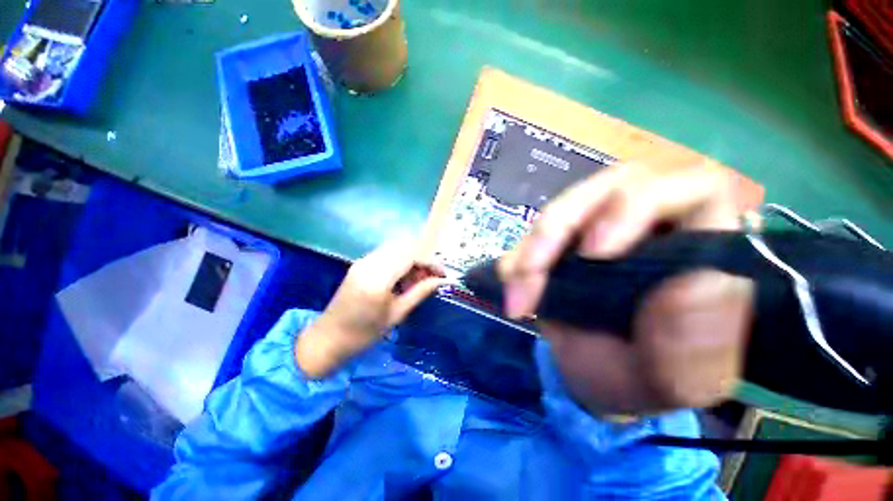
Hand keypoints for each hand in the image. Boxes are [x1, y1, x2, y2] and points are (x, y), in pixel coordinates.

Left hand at [295, 239, 445, 377]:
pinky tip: (403, 278)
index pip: (411, 256)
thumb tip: (440, 281)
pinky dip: (400, 262)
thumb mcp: (397, 314)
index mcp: (378, 278)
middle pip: (404, 247)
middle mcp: (369, 263)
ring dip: (411, 260)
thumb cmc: (364, 333)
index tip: (442, 274)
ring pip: (396, 249)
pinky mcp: (360, 264)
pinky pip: (386, 255)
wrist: (327, 339)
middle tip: (431, 277)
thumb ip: (420, 292)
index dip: (430, 262)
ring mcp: (362, 261)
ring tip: (419, 279)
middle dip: (422, 259)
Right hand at [500, 159, 753, 414]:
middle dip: (562, 225)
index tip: (593, 252)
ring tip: (519, 298)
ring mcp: (599, 231)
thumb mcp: (679, 379)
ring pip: (563, 208)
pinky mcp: (562, 246)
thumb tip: (690, 283)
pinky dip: (516, 260)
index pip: (692, 188)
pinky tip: (513, 291)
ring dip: (531, 248)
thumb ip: (694, 341)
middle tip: (533, 269)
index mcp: (700, 248)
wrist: (603, 384)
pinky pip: (533, 236)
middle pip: (608, 187)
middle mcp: (651, 227)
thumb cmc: (648, 381)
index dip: (639, 205)